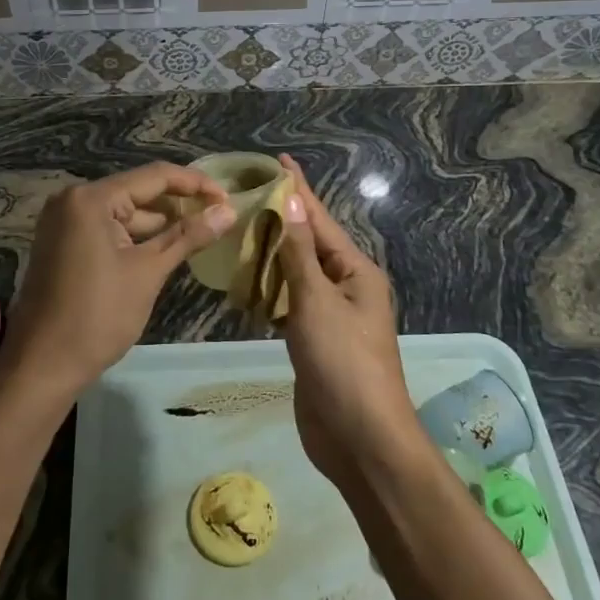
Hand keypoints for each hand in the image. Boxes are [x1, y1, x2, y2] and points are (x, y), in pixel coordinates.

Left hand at [1, 163, 234, 399]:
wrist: (43, 365)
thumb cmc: (98, 316)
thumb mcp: (148, 272)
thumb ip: (188, 236)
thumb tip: (229, 211)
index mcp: (91, 199)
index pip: (154, 176)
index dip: (195, 184)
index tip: (229, 198)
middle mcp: (73, 200)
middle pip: (137, 192)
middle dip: (178, 204)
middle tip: (219, 217)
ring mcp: (64, 222)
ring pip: (123, 213)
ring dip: (158, 224)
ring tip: (200, 234)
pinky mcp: (62, 243)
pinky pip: (107, 229)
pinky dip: (135, 237)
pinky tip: (165, 249)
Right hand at [273, 154, 423, 482]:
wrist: (359, 439)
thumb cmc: (343, 362)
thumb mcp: (317, 301)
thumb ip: (299, 252)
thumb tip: (294, 200)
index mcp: (356, 272)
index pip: (320, 220)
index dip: (299, 190)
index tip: (279, 160)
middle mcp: (346, 288)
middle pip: (308, 245)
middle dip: (281, 220)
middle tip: (245, 195)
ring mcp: (330, 317)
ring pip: (296, 275)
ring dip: (271, 255)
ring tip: (240, 231)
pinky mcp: (314, 342)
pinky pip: (289, 305)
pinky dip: (269, 291)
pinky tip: (245, 282)